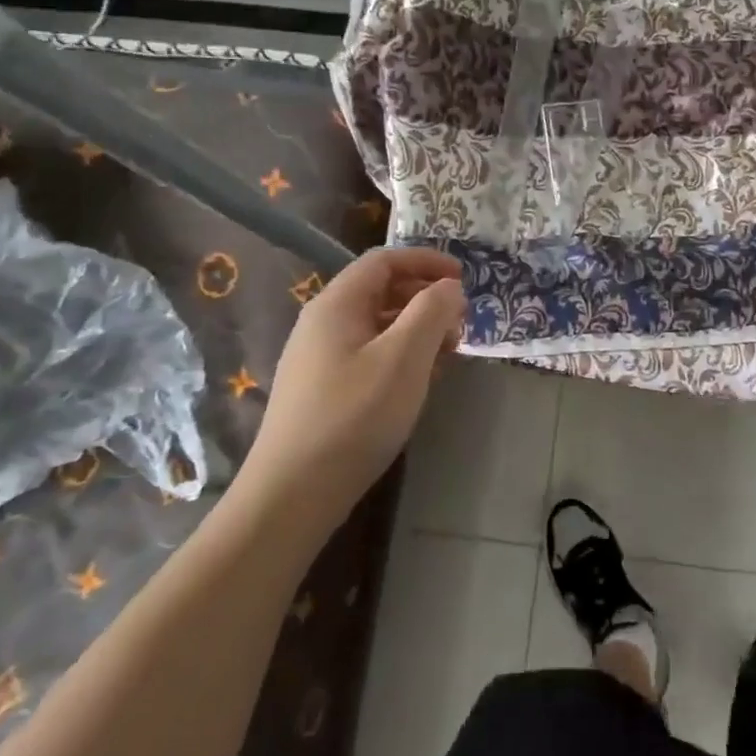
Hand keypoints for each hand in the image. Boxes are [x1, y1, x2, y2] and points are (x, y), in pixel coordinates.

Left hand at [250, 248, 466, 503]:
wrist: (292, 495)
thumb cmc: (355, 416)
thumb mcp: (404, 357)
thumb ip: (432, 312)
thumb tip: (449, 287)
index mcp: (337, 304)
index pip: (384, 260)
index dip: (426, 261)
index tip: (463, 278)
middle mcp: (322, 323)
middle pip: (380, 290)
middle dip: (425, 298)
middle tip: (461, 322)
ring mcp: (318, 358)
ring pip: (376, 325)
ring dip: (416, 329)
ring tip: (448, 354)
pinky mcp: (321, 390)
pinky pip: (368, 354)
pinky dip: (400, 355)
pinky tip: (419, 382)